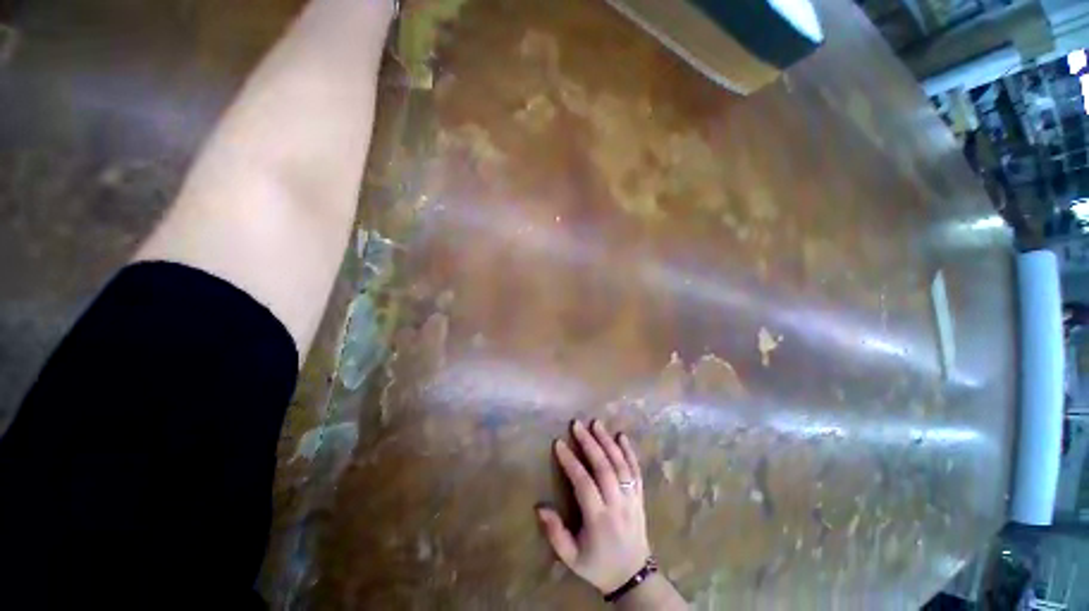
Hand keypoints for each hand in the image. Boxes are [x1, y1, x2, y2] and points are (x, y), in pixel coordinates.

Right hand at [538, 420, 650, 593]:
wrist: (634, 577)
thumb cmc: (598, 565)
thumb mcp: (571, 558)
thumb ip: (555, 533)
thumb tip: (539, 506)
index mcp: (599, 519)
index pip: (584, 483)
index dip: (571, 462)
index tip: (559, 443)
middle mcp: (617, 505)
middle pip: (604, 468)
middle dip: (589, 443)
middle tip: (577, 424)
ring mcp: (631, 499)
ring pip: (620, 465)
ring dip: (607, 442)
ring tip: (596, 423)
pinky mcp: (639, 496)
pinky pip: (636, 471)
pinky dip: (629, 452)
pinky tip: (622, 436)